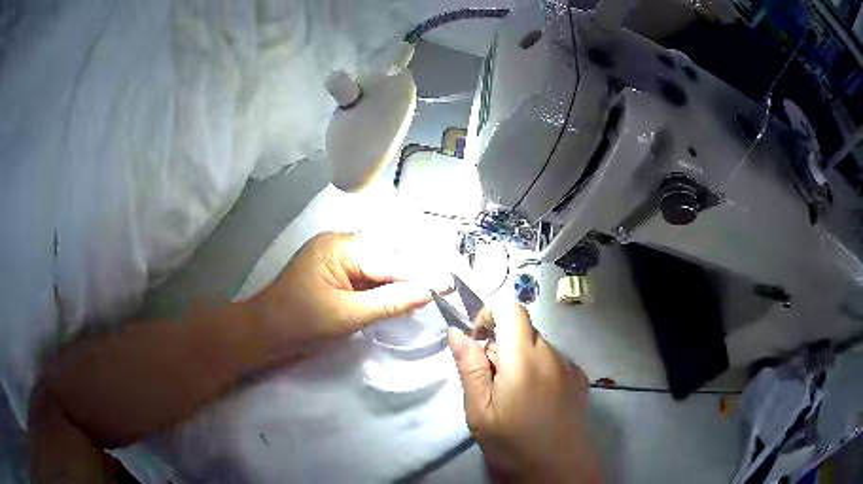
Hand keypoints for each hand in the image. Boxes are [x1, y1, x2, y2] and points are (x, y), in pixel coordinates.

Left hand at [249, 232, 436, 357]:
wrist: (263, 334)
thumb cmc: (300, 323)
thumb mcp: (347, 316)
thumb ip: (389, 303)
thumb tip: (429, 292)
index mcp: (339, 247)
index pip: (388, 259)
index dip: (419, 274)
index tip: (449, 285)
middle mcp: (339, 243)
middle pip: (386, 255)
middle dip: (412, 273)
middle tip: (441, 289)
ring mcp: (335, 256)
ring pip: (378, 265)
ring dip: (399, 280)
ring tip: (429, 292)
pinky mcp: (334, 271)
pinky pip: (367, 274)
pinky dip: (383, 286)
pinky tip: (400, 296)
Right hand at [449, 305, 600, 482]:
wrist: (559, 472)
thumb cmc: (512, 445)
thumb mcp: (480, 412)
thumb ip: (470, 368)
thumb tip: (457, 332)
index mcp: (524, 360)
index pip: (511, 309)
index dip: (490, 316)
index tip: (478, 343)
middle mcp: (552, 354)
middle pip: (524, 328)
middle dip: (502, 343)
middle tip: (492, 380)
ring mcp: (570, 366)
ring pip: (538, 345)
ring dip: (520, 358)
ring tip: (513, 396)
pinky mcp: (580, 379)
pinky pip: (553, 360)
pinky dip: (538, 368)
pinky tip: (535, 400)